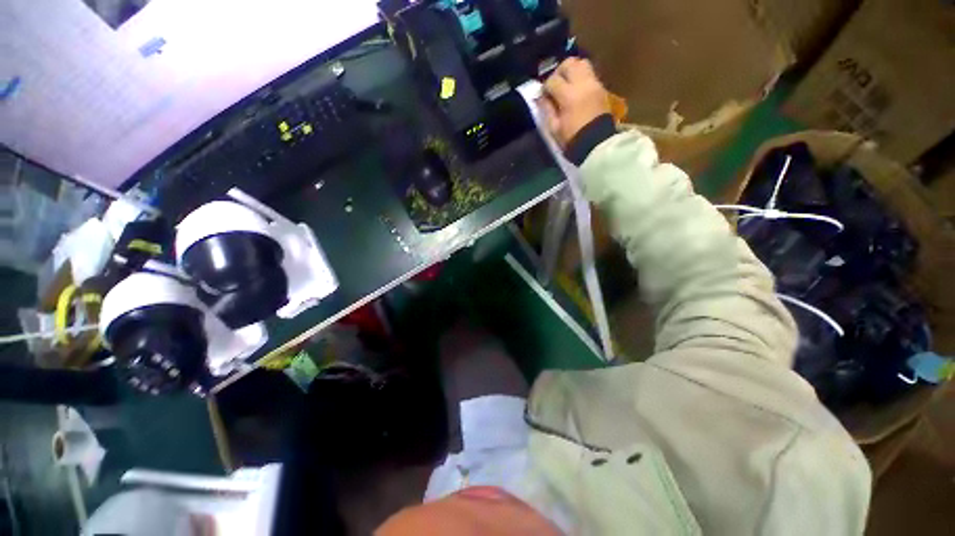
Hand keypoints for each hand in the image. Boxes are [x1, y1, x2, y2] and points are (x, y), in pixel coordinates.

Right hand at [540, 58, 610, 147]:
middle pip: (569, 63)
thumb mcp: (554, 129)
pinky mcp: (601, 89)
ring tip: (566, 85)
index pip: (553, 80)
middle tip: (555, 85)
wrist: (597, 145)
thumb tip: (541, 97)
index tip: (543, 96)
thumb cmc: (573, 139)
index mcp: (569, 95)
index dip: (545, 87)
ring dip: (572, 71)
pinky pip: (590, 74)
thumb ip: (547, 110)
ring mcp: (594, 84)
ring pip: (582, 64)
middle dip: (559, 72)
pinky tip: (576, 91)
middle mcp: (583, 84)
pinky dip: (581, 78)